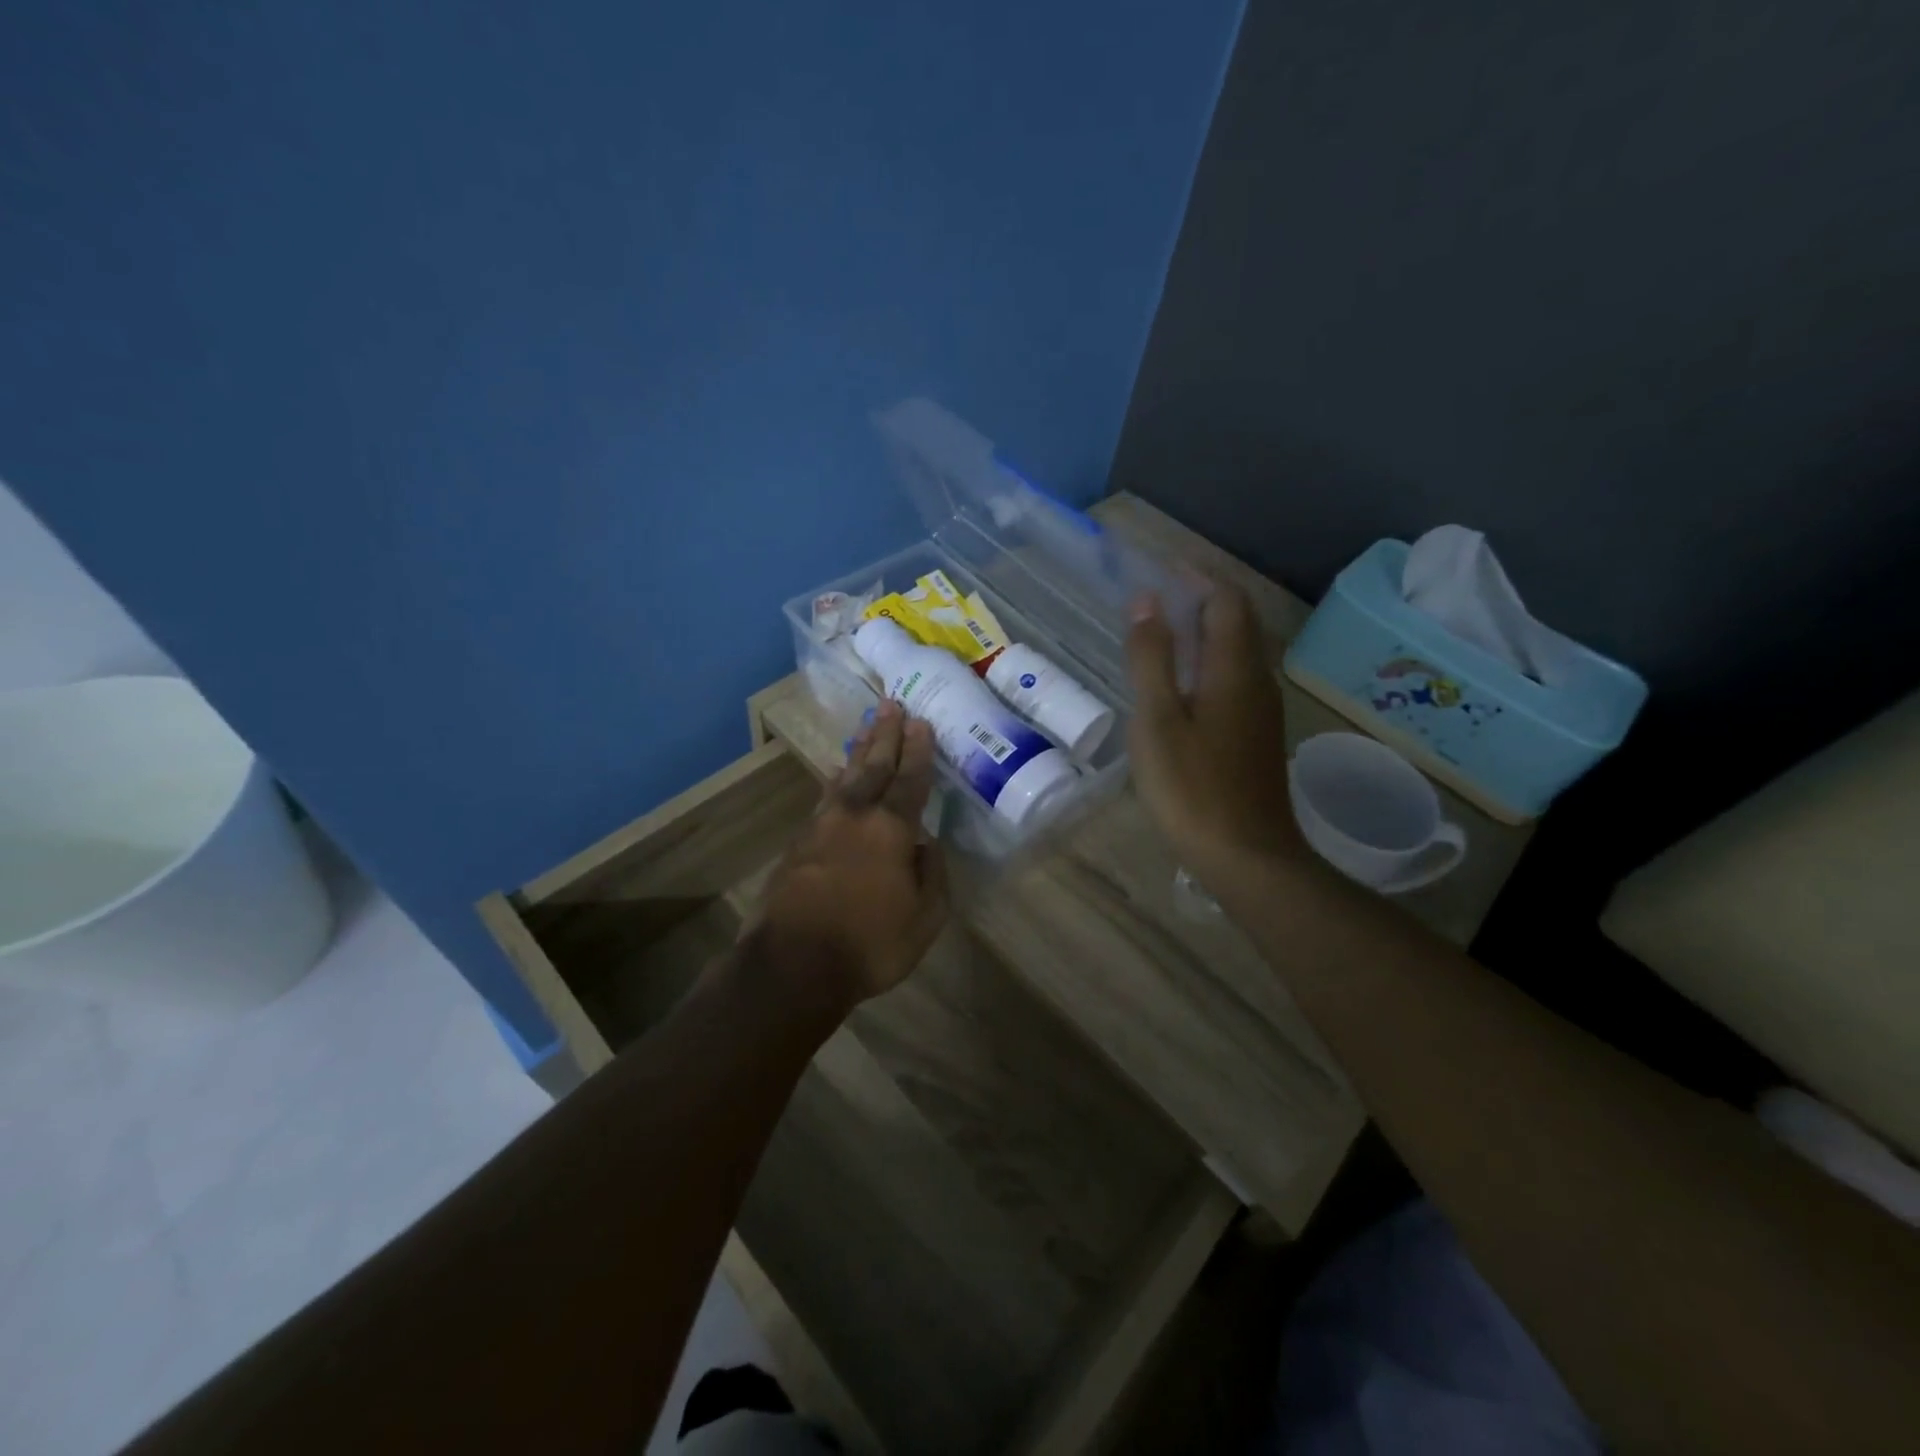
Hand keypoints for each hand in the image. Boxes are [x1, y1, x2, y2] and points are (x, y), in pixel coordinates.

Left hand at [752, 701, 949, 1008]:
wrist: (792, 964)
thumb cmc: (869, 944)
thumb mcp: (925, 918)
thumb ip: (932, 875)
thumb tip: (928, 845)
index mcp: (891, 829)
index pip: (910, 780)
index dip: (918, 751)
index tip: (921, 723)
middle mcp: (855, 816)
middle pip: (873, 766)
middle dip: (886, 735)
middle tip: (891, 705)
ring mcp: (821, 826)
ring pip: (844, 777)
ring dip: (859, 751)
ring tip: (867, 728)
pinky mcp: (798, 843)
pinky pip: (824, 799)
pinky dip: (835, 781)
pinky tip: (836, 776)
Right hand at [1125, 583, 1303, 889]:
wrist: (1246, 856)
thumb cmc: (1191, 787)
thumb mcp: (1157, 720)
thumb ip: (1151, 658)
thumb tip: (1146, 600)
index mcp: (1234, 668)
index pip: (1226, 599)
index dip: (1196, 577)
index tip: (1160, 568)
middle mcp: (1257, 679)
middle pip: (1238, 621)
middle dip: (1201, 599)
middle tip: (1157, 598)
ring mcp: (1261, 710)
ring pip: (1238, 651)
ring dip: (1205, 631)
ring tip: (1162, 634)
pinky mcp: (1257, 735)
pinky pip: (1235, 678)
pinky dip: (1208, 662)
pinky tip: (1181, 684)